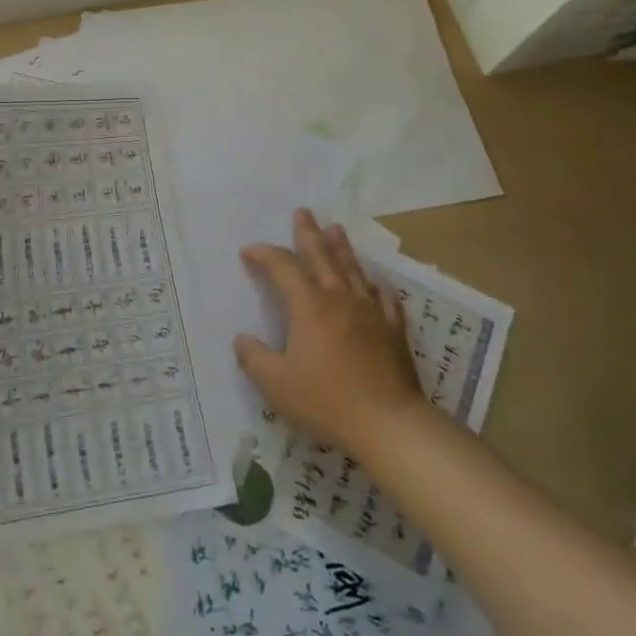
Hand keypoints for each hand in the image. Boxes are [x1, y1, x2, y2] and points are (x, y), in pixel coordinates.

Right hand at [234, 211, 424, 457]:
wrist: (389, 423)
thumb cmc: (326, 400)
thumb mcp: (276, 383)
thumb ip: (254, 358)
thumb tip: (241, 339)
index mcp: (309, 305)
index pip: (282, 267)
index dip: (264, 255)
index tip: (248, 252)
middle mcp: (339, 298)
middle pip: (322, 256)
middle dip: (309, 233)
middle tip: (303, 212)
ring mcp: (370, 311)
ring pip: (352, 269)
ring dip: (341, 247)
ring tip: (335, 229)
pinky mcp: (393, 329)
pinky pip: (383, 296)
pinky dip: (374, 284)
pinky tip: (373, 282)